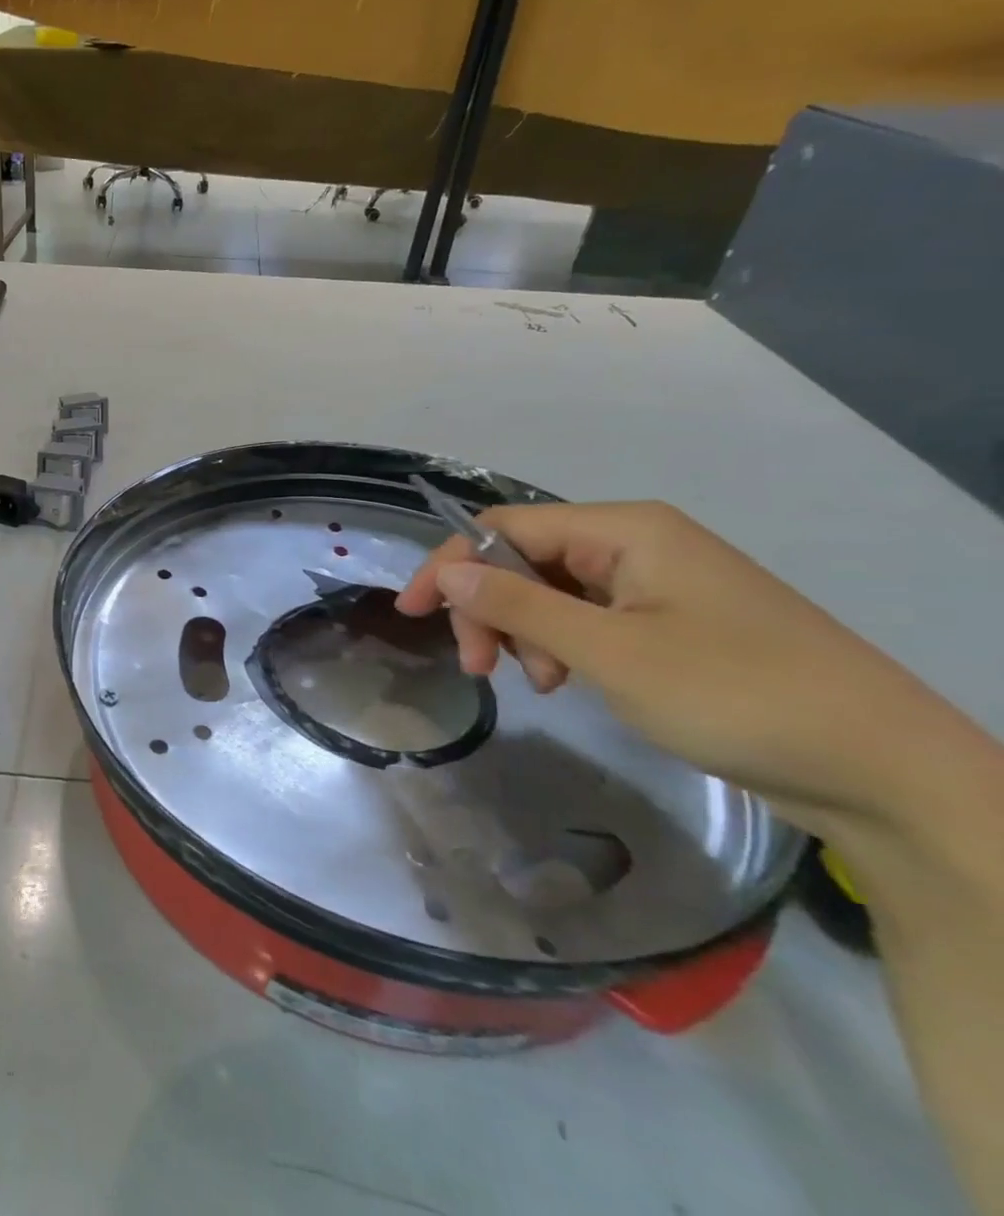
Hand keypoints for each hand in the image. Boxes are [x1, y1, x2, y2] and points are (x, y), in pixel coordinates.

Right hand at [394, 501, 978, 837]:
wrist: (886, 772)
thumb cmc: (737, 695)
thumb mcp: (610, 652)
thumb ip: (518, 605)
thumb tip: (446, 573)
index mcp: (625, 531)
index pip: (504, 528)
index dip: (451, 566)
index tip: (414, 616)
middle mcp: (638, 544)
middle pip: (525, 559)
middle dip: (491, 609)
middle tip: (483, 668)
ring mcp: (658, 583)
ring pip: (552, 592)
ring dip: (527, 633)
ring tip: (545, 684)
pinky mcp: (673, 622)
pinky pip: (589, 618)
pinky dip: (564, 647)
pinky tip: (572, 682)